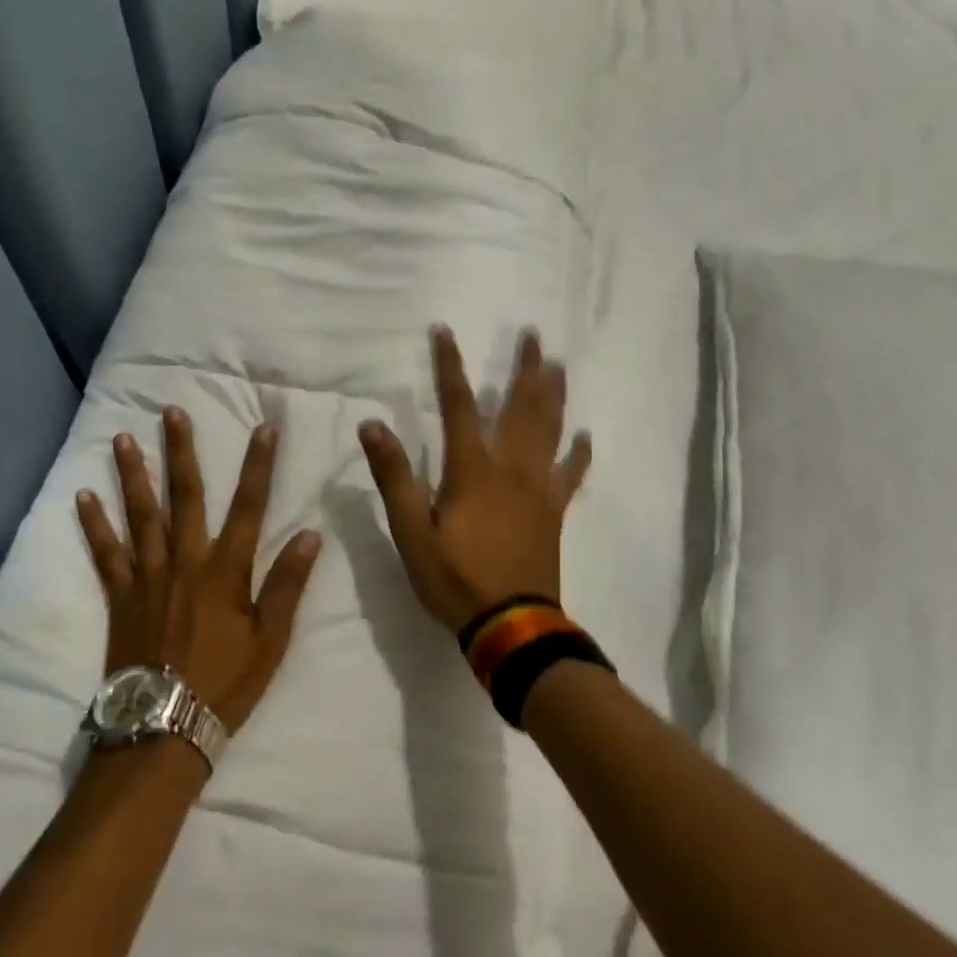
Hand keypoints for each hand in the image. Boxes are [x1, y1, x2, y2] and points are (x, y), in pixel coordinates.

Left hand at [77, 409, 322, 734]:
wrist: (163, 729)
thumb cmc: (224, 683)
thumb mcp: (271, 640)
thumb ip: (288, 584)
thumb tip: (309, 534)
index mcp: (225, 570)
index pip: (249, 506)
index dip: (259, 465)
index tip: (265, 427)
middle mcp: (185, 561)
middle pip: (185, 496)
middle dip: (181, 450)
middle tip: (172, 412)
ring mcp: (148, 576)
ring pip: (140, 514)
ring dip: (134, 473)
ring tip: (124, 437)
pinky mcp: (120, 596)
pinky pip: (105, 553)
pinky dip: (94, 524)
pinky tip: (83, 496)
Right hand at [359, 328, 591, 633]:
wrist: (512, 625)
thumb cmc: (455, 577)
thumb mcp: (412, 530)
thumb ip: (394, 476)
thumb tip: (372, 425)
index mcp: (473, 469)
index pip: (459, 404)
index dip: (450, 366)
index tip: (445, 331)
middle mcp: (511, 467)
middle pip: (521, 407)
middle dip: (526, 368)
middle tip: (534, 335)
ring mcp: (538, 488)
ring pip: (550, 430)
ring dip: (554, 395)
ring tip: (559, 366)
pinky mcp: (554, 511)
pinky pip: (570, 474)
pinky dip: (577, 453)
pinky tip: (584, 437)